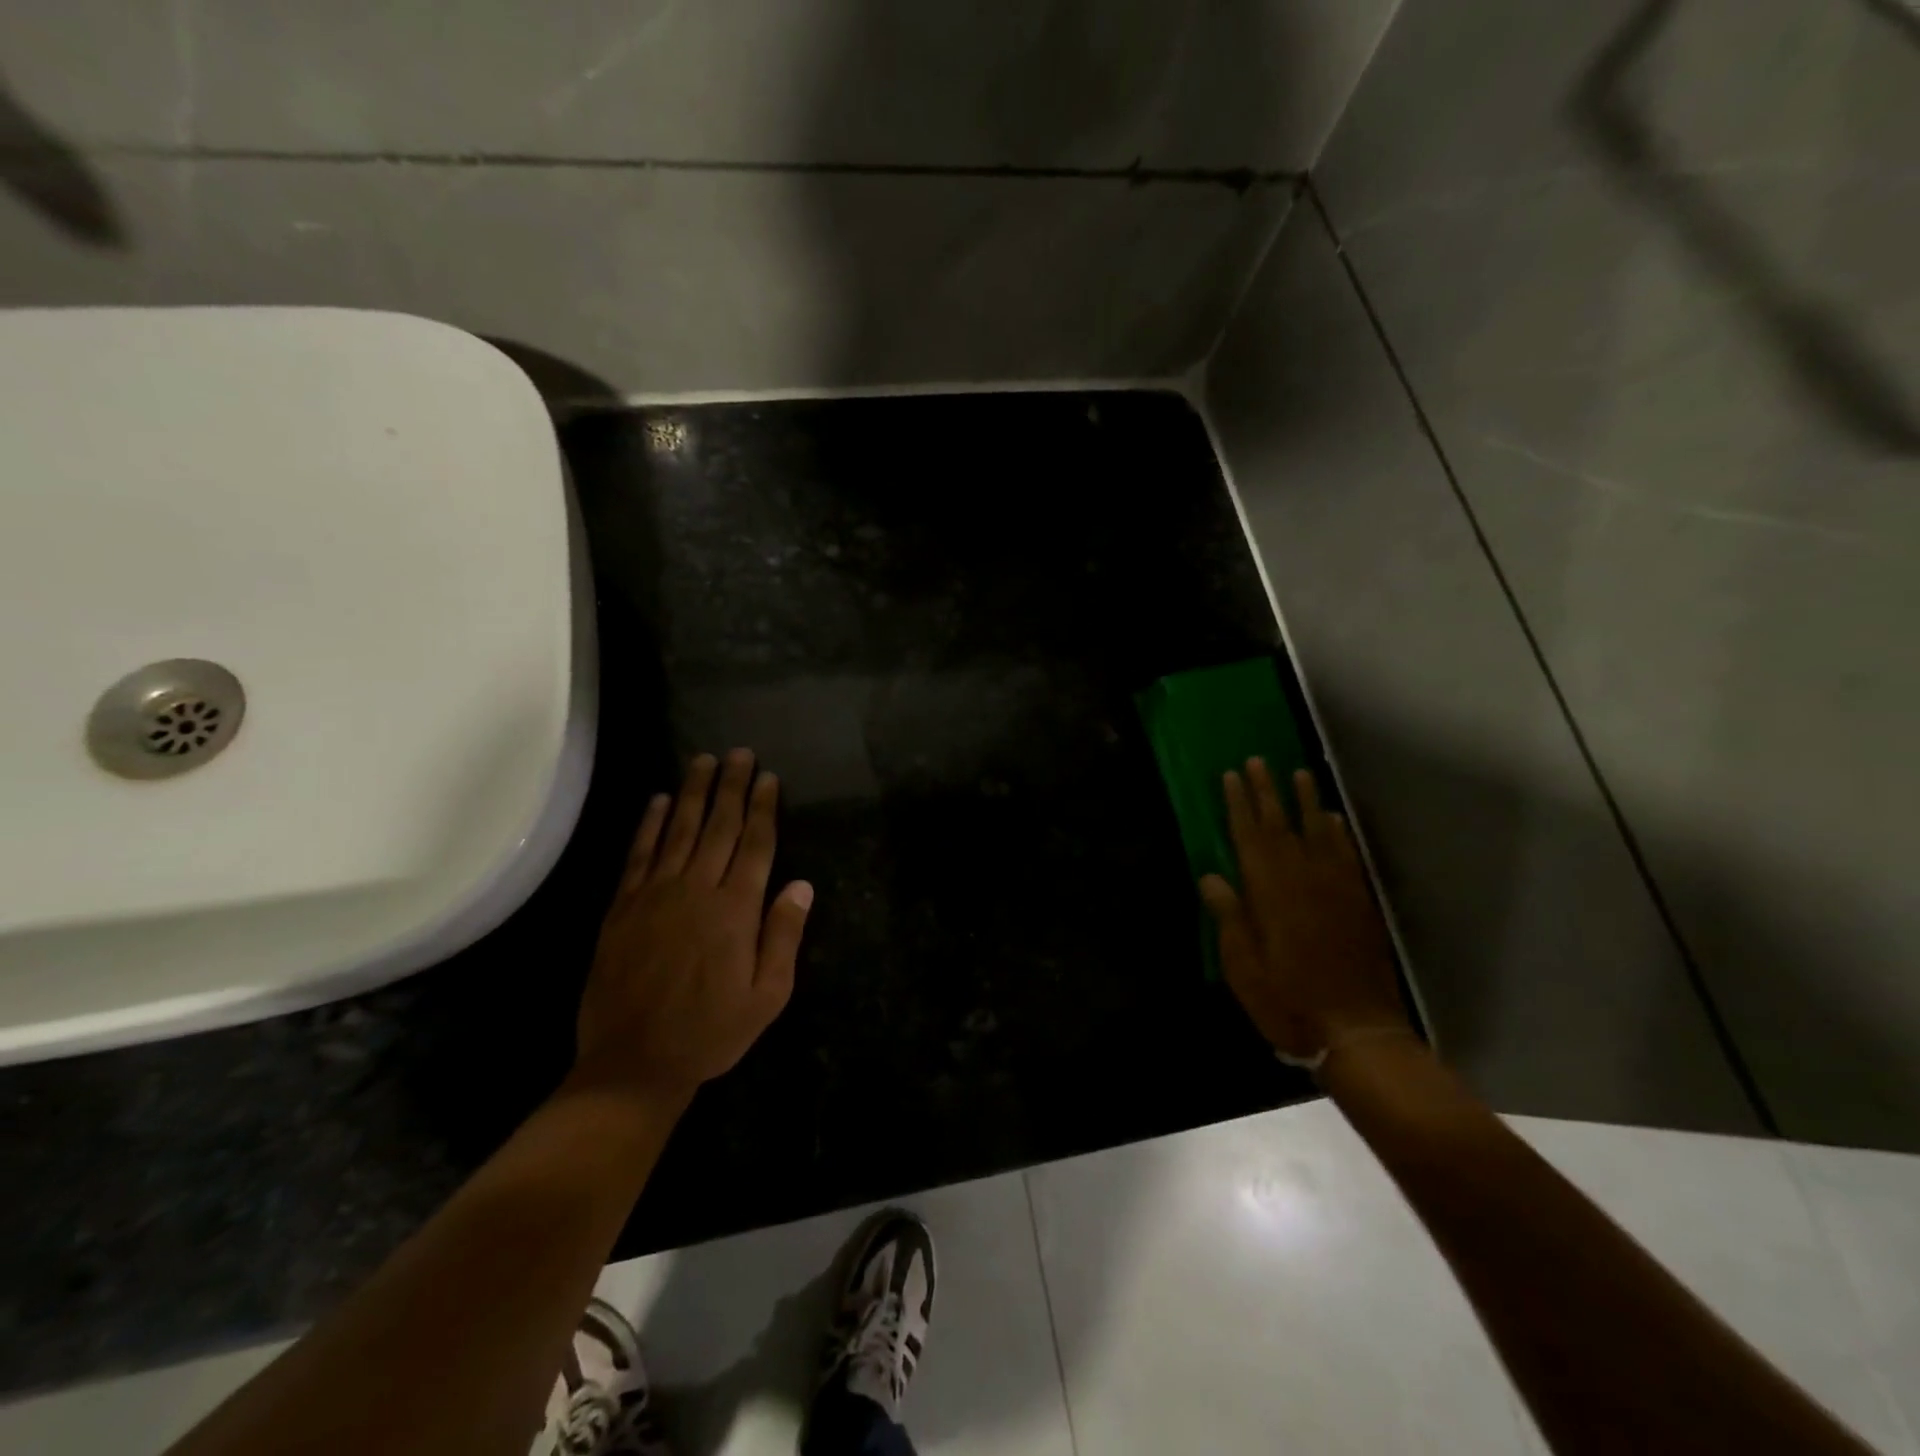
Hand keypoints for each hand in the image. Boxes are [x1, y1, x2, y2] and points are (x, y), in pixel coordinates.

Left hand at [572, 749, 813, 1105]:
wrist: (633, 1063)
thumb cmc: (710, 1032)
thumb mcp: (767, 995)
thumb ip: (783, 936)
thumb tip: (801, 885)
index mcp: (735, 909)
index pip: (756, 844)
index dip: (764, 808)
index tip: (769, 777)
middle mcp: (697, 889)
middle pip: (719, 826)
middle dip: (733, 786)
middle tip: (740, 753)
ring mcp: (655, 894)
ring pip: (679, 829)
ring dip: (694, 792)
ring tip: (703, 760)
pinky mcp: (623, 907)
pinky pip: (639, 854)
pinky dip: (649, 824)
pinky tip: (658, 800)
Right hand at [1199, 759, 1408, 1063]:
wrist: (1356, 1030)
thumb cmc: (1287, 1001)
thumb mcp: (1243, 967)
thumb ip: (1229, 917)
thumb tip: (1211, 876)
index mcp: (1269, 893)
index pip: (1249, 837)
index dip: (1238, 804)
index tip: (1230, 775)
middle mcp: (1302, 880)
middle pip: (1281, 826)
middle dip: (1267, 791)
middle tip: (1257, 760)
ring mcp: (1335, 889)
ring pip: (1317, 833)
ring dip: (1305, 801)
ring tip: (1298, 772)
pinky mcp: (1358, 903)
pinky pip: (1347, 856)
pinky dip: (1339, 833)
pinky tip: (1333, 819)